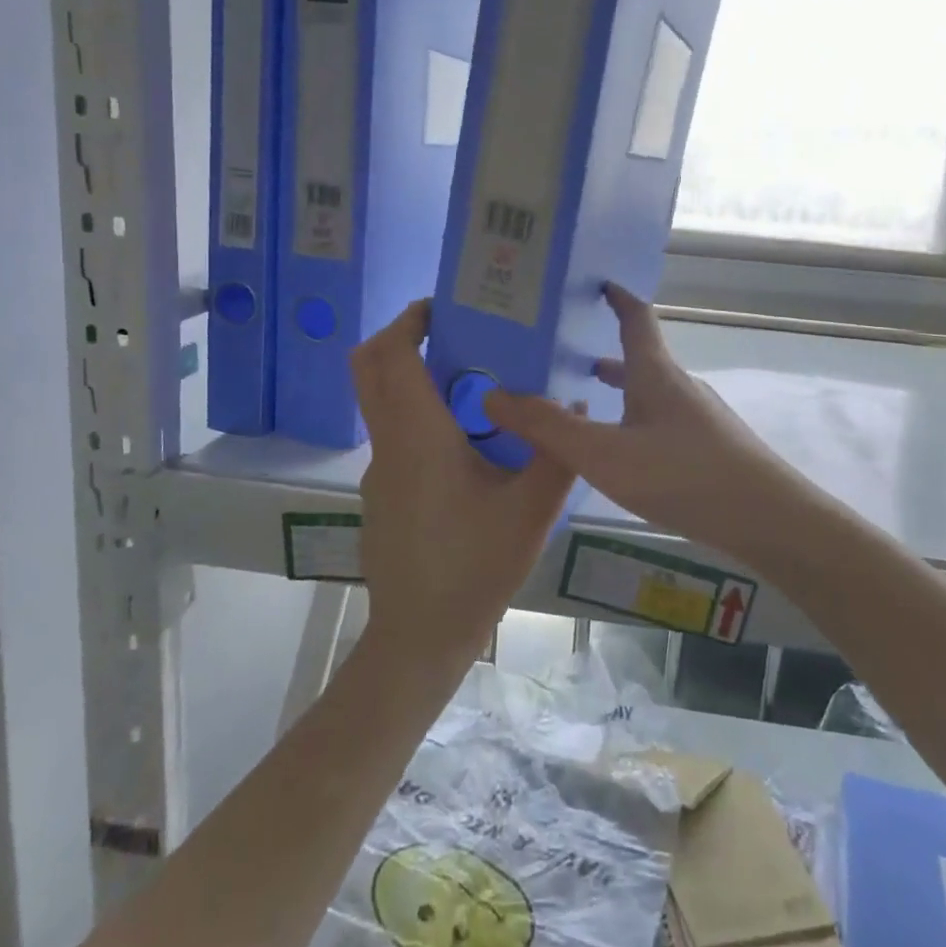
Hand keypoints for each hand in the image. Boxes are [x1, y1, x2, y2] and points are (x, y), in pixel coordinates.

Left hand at [351, 300, 577, 668]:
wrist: (419, 639)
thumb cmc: (474, 569)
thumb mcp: (531, 511)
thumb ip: (557, 454)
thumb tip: (576, 410)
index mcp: (418, 437)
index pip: (391, 355)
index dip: (409, 319)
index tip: (445, 307)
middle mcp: (389, 444)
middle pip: (369, 368)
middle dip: (402, 337)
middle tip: (454, 332)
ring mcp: (379, 471)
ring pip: (381, 401)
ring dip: (414, 377)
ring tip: (475, 381)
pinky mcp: (382, 493)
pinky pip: (394, 435)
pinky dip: (419, 415)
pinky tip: (468, 444)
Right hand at [484, 284, 817, 569]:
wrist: (769, 519)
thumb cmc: (683, 475)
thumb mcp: (604, 454)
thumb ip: (548, 428)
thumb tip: (493, 395)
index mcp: (655, 373)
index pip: (636, 318)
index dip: (617, 298)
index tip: (597, 282)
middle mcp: (679, 386)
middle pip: (641, 357)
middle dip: (607, 350)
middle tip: (568, 353)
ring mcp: (700, 417)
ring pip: (652, 391)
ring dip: (621, 388)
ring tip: (589, 398)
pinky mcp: (712, 448)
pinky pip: (663, 420)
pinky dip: (637, 419)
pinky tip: (628, 450)